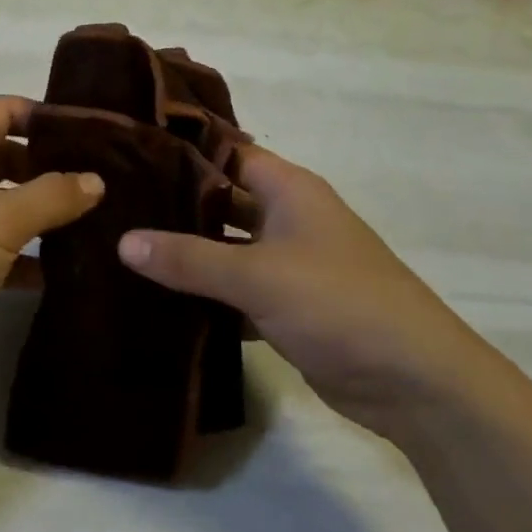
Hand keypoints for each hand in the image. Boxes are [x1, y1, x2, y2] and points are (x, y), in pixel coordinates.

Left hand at [0, 97, 103, 393]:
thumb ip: (51, 197)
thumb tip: (96, 180)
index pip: (5, 110)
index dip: (48, 117)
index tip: (95, 136)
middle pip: (6, 155)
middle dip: (50, 169)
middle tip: (102, 184)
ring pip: (1, 203)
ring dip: (40, 214)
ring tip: (93, 223)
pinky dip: (22, 256)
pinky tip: (59, 271)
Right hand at [117, 145, 496, 436]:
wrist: (417, 383)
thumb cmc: (339, 303)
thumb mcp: (259, 276)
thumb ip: (189, 258)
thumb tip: (122, 240)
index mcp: (288, 189)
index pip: (226, 151)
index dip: (181, 149)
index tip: (127, 151)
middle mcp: (287, 216)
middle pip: (221, 198)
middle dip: (175, 203)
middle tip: (114, 203)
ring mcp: (288, 262)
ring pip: (226, 246)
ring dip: (187, 252)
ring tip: (124, 247)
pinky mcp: (287, 305)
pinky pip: (235, 289)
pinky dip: (205, 293)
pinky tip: (159, 299)